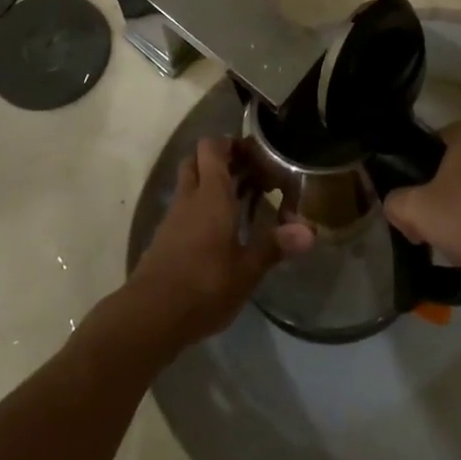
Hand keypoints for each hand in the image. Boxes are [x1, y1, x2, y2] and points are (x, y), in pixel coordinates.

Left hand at [126, 138, 311, 348]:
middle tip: (246, 173)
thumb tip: (310, 231)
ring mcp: (172, 218)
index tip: (253, 153)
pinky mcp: (163, 239)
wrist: (150, 316)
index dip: (229, 143)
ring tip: (238, 201)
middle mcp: (189, 198)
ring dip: (208, 184)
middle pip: (196, 161)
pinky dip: (199, 209)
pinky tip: (217, 232)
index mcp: (211, 195)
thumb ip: (274, 246)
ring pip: (188, 185)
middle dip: (218, 160)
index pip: (212, 148)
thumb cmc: (204, 285)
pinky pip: (183, 209)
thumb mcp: (246, 270)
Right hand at [382, 120, 460, 279]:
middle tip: (420, 226)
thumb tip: (396, 207)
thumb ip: (395, 203)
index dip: (407, 177)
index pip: (421, 148)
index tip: (405, 204)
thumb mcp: (419, 209)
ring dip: (449, 214)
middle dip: (428, 200)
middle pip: (440, 172)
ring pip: (460, 191)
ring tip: (443, 240)